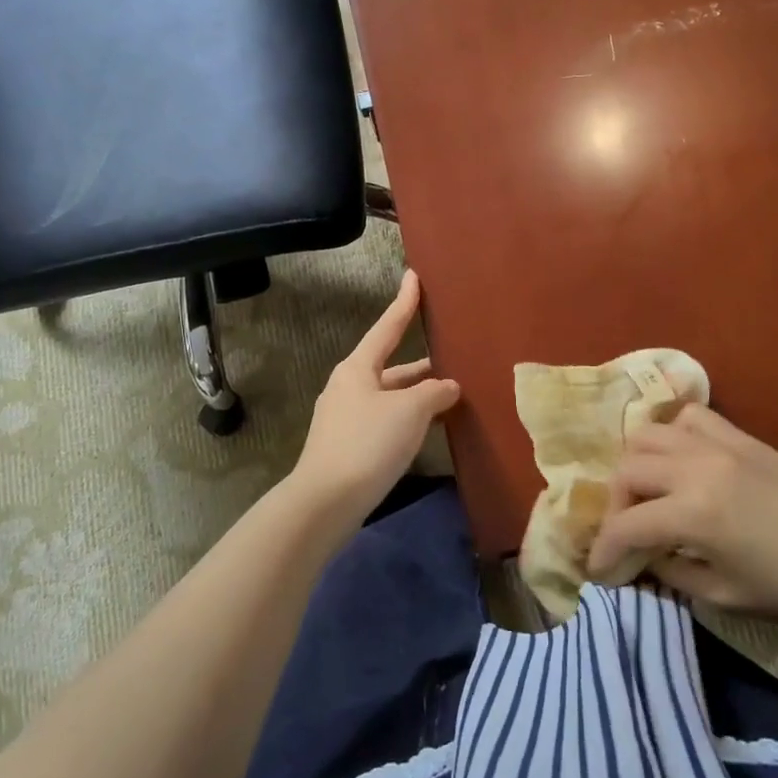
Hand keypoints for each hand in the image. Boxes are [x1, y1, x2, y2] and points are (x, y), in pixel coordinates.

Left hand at [291, 270, 460, 526]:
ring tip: (449, 394)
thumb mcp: (410, 410)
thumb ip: (433, 392)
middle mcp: (348, 386)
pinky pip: (384, 420)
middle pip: (390, 366)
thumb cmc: (369, 442)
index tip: (413, 277)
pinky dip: (407, 418)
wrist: (326, 500)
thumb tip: (448, 386)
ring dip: (416, 394)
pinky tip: (426, 428)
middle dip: (420, 363)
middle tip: (450, 355)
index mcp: (357, 368)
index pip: (387, 327)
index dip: (403, 303)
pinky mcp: (348, 445)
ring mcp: (345, 417)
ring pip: (389, 396)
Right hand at [588, 404, 777, 619]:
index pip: (626, 525)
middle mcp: (696, 468)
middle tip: (627, 531)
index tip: (598, 568)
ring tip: (649, 491)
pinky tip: (680, 460)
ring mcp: (718, 445)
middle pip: (627, 470)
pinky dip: (672, 434)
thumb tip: (642, 558)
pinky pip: (689, 417)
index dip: (604, 549)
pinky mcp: (739, 436)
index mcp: (693, 514)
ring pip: (648, 434)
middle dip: (616, 505)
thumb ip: (671, 573)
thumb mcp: (724, 595)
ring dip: (637, 464)